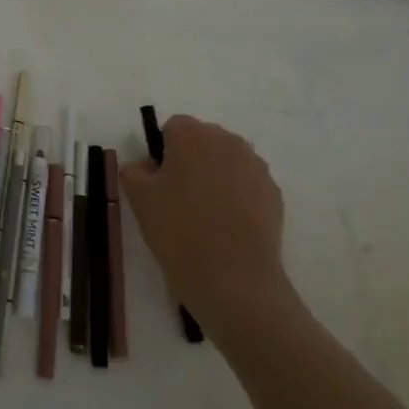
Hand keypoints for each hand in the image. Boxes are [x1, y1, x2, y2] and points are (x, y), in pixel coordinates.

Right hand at [121, 116, 293, 330]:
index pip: (172, 128)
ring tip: (206, 216)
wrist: (235, 280)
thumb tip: (146, 167)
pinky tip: (229, 227)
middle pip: (202, 141)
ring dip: (215, 177)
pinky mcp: (274, 193)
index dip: (162, 153)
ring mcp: (255, 166)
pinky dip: (237, 197)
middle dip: (190, 161)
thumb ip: (134, 170)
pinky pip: (247, 184)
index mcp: (192, 134)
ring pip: (227, 162)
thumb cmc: (179, 231)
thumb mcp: (138, 199)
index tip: (159, 184)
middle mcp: (227, 140)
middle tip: (179, 199)